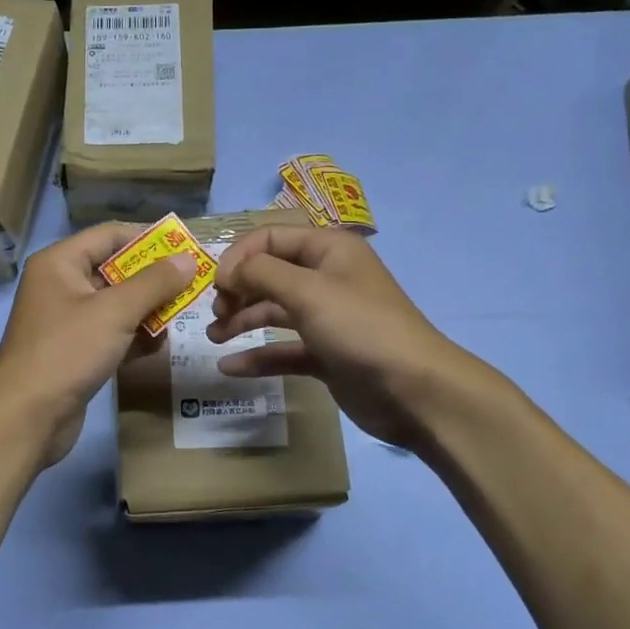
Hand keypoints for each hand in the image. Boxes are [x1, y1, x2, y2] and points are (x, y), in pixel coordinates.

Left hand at [0, 225, 197, 468]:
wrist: (27, 417)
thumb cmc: (68, 351)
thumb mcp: (115, 312)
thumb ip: (155, 283)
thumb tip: (187, 259)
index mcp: (60, 263)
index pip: (110, 235)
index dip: (149, 239)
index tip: (186, 248)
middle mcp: (60, 285)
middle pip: (115, 270)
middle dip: (152, 281)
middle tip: (190, 287)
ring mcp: (66, 320)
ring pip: (116, 305)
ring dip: (147, 311)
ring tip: (177, 320)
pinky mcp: (74, 351)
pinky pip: (111, 333)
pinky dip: (133, 337)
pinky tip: (157, 348)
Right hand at [207, 225, 504, 451]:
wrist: (415, 391)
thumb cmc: (361, 328)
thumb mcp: (308, 291)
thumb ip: (261, 273)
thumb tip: (228, 271)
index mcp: (328, 249)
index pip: (270, 237)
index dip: (239, 256)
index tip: (216, 285)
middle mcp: (326, 277)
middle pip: (269, 273)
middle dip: (238, 289)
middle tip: (215, 313)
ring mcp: (327, 318)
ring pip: (274, 311)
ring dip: (242, 320)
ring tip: (214, 337)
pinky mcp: (326, 354)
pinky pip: (284, 348)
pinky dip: (258, 356)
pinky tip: (230, 368)